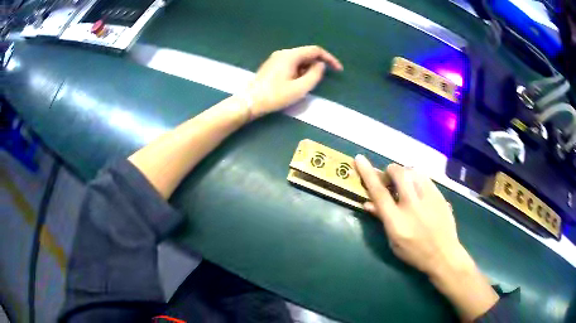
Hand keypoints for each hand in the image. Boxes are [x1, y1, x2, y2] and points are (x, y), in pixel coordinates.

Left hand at [246, 45, 342, 117]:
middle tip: (318, 81)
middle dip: (317, 65)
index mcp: (291, 55)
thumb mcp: (300, 88)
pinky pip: (291, 64)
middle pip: (307, 54)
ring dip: (307, 70)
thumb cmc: (275, 95)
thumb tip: (320, 65)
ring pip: (299, 60)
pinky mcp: (272, 65)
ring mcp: (276, 58)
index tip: (338, 70)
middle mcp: (283, 53)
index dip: (329, 59)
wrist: (250, 102)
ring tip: (305, 85)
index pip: (315, 50)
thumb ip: (315, 75)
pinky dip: (299, 71)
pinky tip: (295, 83)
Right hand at [354, 156, 498, 320]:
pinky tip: (418, 189)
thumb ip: (382, 220)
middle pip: (399, 174)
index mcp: (397, 221)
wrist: (444, 254)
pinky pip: (425, 177)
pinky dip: (417, 178)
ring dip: (405, 173)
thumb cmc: (414, 253)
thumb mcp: (393, 242)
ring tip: (405, 183)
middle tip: (389, 178)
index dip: (368, 174)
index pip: (379, 192)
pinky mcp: (439, 195)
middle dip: (390, 170)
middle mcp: (412, 206)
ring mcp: (429, 198)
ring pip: (414, 171)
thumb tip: (368, 203)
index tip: (359, 158)